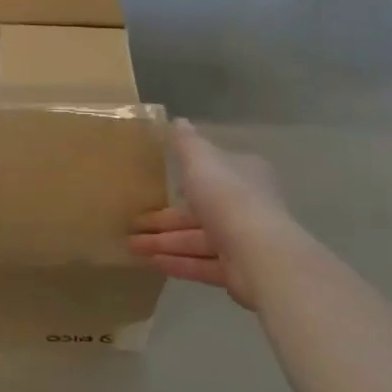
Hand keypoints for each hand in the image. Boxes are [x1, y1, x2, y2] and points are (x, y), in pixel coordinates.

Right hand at [128, 121, 290, 311]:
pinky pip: (200, 264)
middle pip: (197, 211)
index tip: (157, 185)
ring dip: (163, 242)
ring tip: (131, 246)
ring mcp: (241, 241)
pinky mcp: (237, 271)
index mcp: (242, 174)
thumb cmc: (228, 196)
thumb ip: (186, 142)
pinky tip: (149, 263)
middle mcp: (244, 206)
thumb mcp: (200, 159)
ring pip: (195, 239)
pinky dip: (176, 262)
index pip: (210, 173)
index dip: (183, 178)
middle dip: (164, 218)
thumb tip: (178, 120)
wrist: (261, 254)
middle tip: (132, 223)